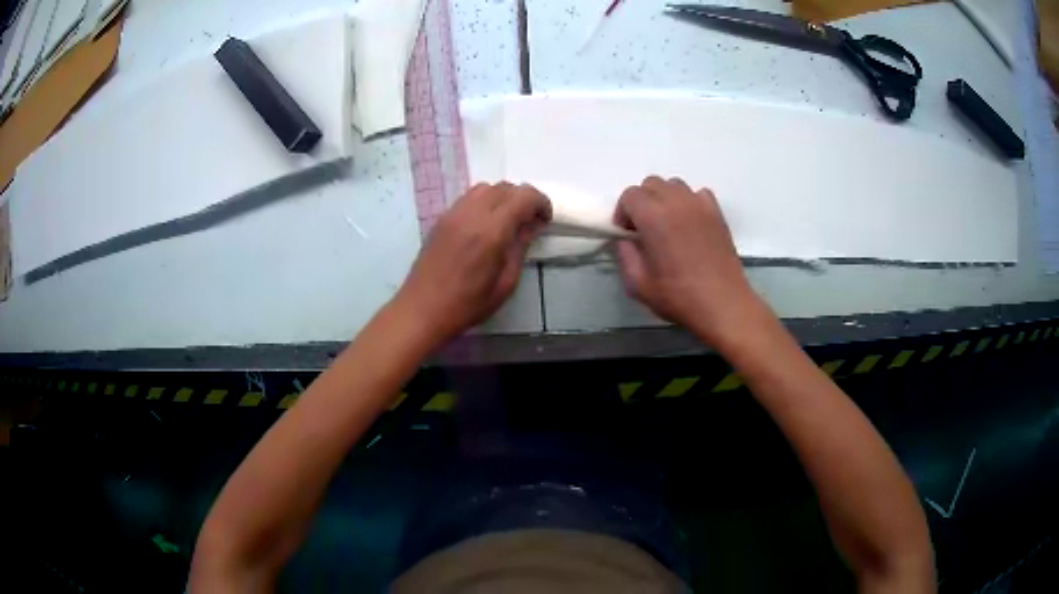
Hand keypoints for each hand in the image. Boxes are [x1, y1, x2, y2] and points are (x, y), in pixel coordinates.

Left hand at [393, 182, 550, 343]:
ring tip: (507, 221)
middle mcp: (472, 214)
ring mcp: (453, 214)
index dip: (541, 203)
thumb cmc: (467, 304)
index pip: (523, 196)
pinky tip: (484, 225)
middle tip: (529, 222)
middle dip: (523, 199)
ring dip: (502, 198)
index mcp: (491, 232)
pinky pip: (468, 198)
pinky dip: (484, 202)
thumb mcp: (505, 284)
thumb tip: (531, 226)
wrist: (422, 309)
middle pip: (505, 187)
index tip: (545, 220)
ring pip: (485, 188)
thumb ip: (520, 248)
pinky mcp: (441, 219)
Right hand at [613, 176, 761, 343]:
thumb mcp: (638, 284)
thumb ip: (624, 255)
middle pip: (651, 184)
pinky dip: (689, 202)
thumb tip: (624, 240)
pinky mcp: (717, 213)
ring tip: (667, 225)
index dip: (623, 213)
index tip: (627, 234)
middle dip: (642, 202)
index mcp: (653, 216)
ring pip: (674, 186)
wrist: (722, 304)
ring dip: (665, 199)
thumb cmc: (678, 296)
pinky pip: (697, 194)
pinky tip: (689, 224)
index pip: (629, 195)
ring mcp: (699, 205)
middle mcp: (675, 202)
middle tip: (644, 229)